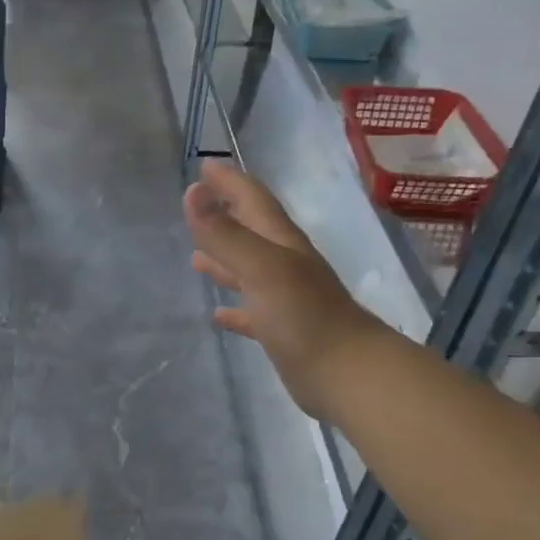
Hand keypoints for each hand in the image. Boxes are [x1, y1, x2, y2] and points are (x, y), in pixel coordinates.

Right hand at [184, 161, 385, 416]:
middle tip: (198, 203)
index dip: (230, 183)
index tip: (205, 166)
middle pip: (252, 232)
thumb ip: (225, 233)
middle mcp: (284, 266)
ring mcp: (285, 300)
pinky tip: (218, 314)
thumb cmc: (303, 315)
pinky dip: (234, 309)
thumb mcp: (261, 267)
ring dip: (225, 261)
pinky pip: (252, 313)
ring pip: (249, 271)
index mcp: (282, 244)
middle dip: (226, 215)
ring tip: (195, 256)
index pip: (253, 202)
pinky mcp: (281, 332)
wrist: (347, 374)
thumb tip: (192, 192)